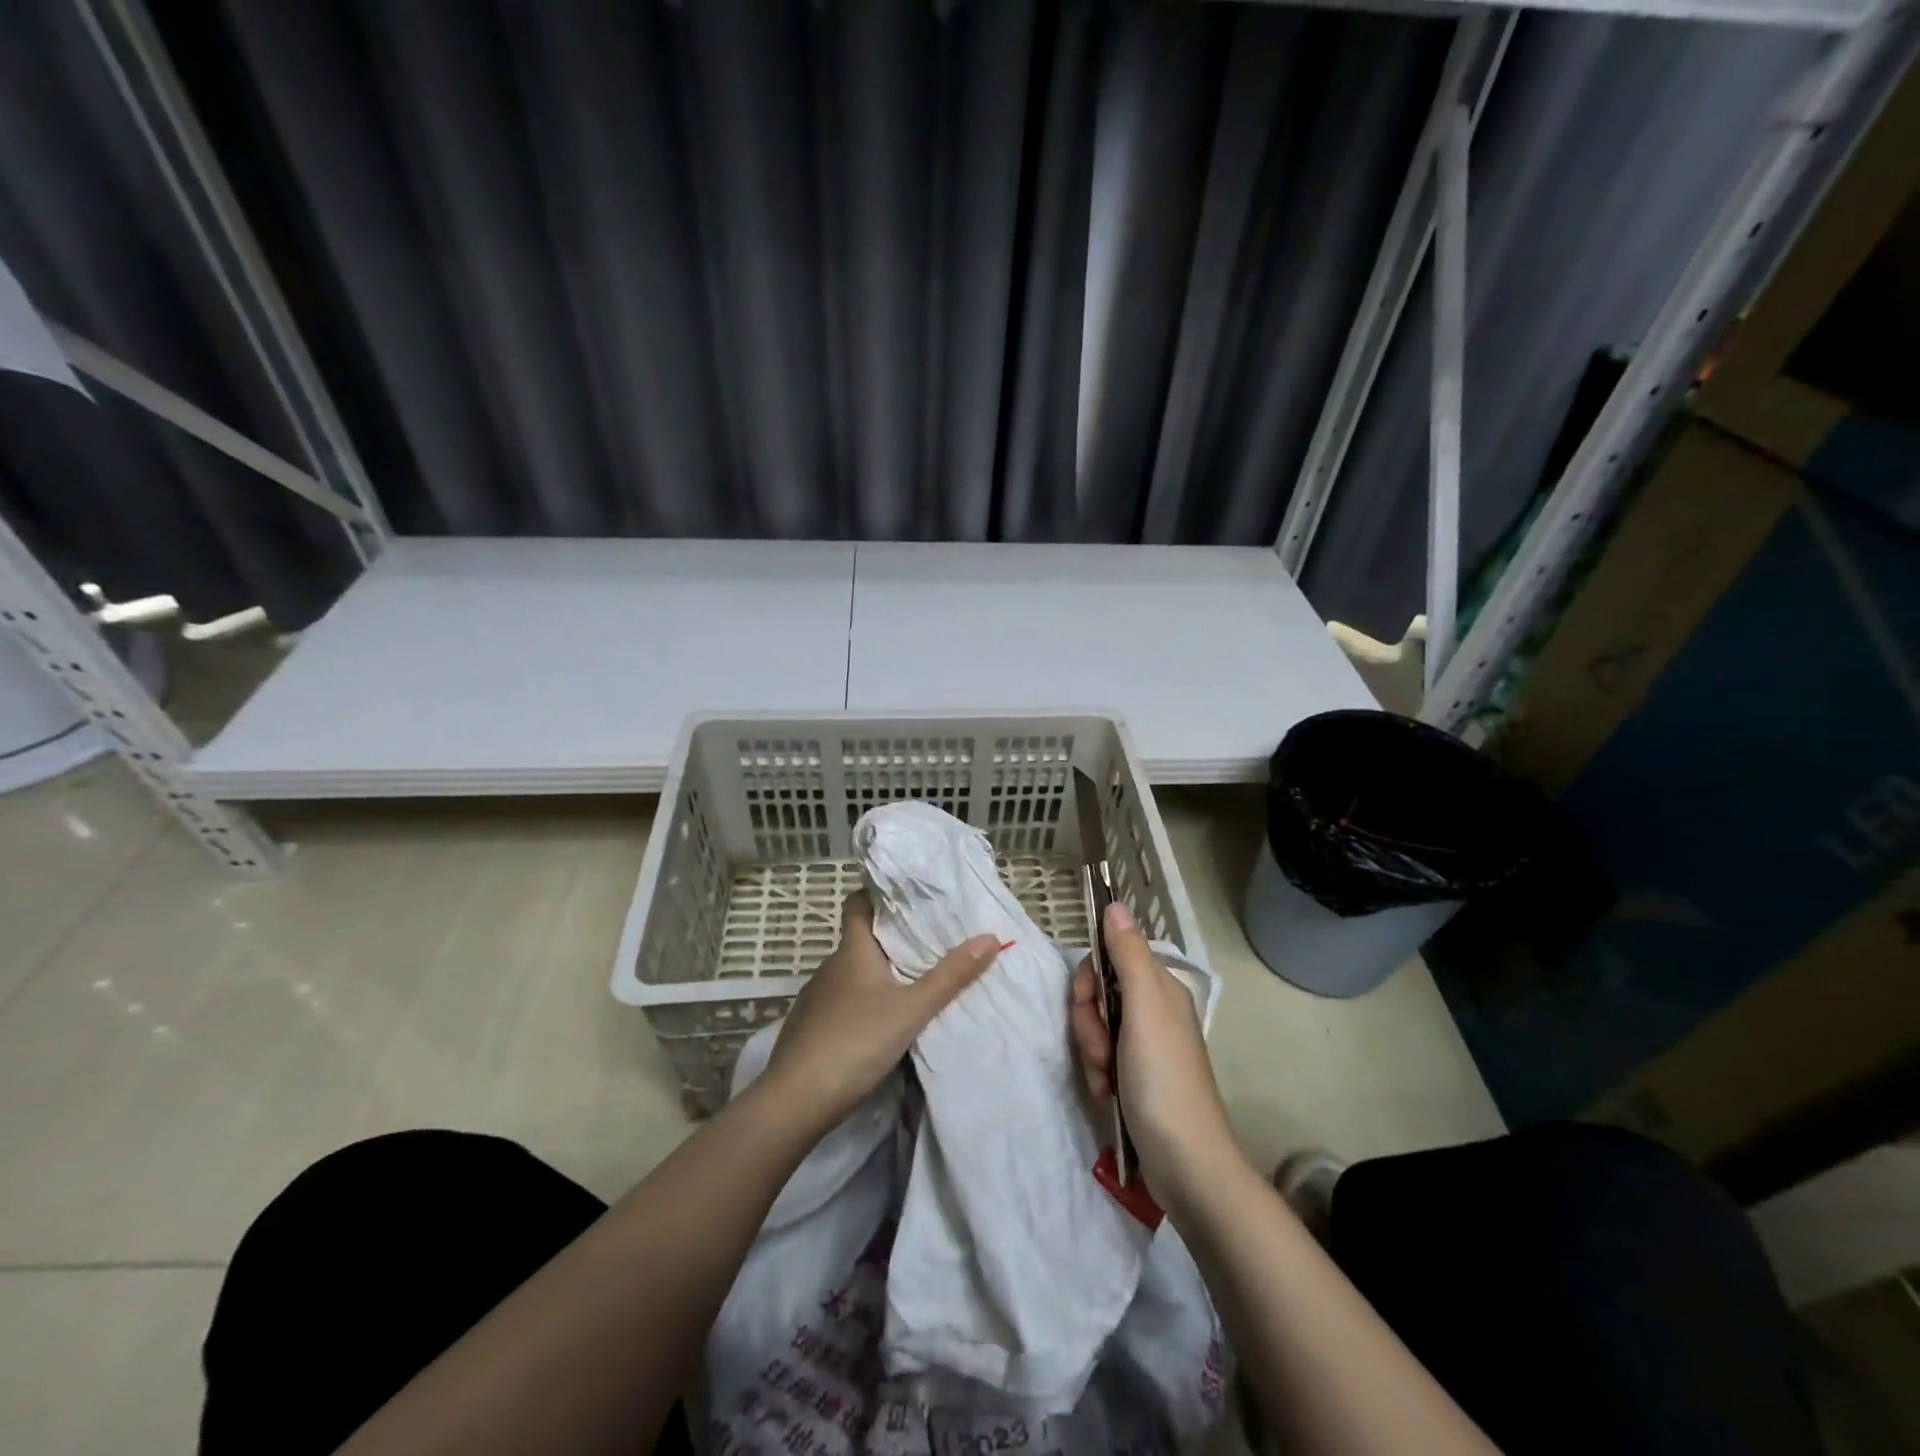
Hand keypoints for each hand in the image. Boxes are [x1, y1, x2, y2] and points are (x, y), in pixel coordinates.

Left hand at [761, 892, 1002, 1134]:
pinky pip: (841, 1002)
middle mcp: (830, 966)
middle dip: (891, 940)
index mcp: (852, 951)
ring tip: (912, 984)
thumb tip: (990, 937)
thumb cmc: (856, 1041)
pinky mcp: (809, 1027)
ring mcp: (816, 998)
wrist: (795, 1101)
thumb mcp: (912, 1009)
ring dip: (878, 975)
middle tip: (929, 943)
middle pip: (861, 940)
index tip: (908, 897)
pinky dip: (862, 1003)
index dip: (878, 895)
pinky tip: (880, 1024)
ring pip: (852, 974)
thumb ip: (951, 976)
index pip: (858, 904)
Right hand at [1070, 901, 1239, 1202]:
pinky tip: (1107, 1093)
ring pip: (1096, 1026)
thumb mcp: (1144, 1009)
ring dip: (1091, 1051)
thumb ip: (1127, 955)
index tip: (1088, 1003)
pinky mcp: (1135, 1075)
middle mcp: (1153, 1009)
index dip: (1089, 980)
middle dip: (1088, 1021)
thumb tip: (1114, 904)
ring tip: (1106, 1078)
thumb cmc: (1163, 1079)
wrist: (1186, 1163)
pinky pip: (1101, 1056)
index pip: (1108, 958)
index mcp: (1159, 988)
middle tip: (1100, 1049)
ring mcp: (1144, 1044)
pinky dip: (1097, 1072)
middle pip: (1098, 993)